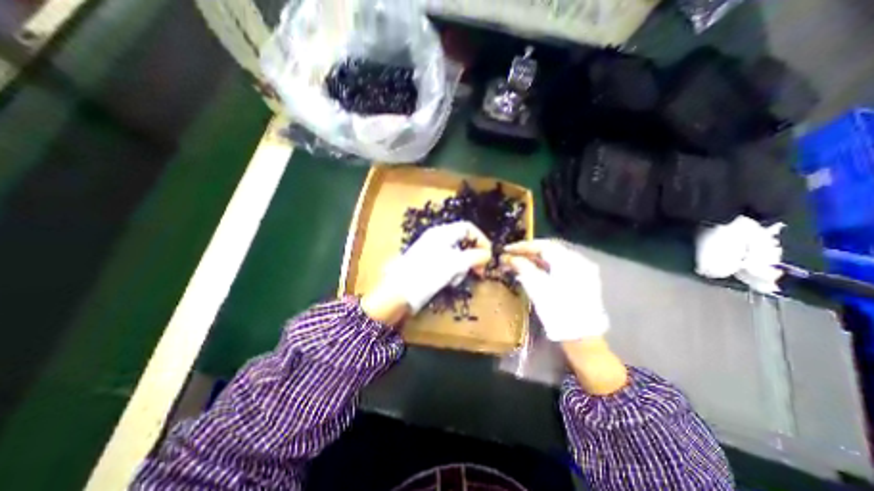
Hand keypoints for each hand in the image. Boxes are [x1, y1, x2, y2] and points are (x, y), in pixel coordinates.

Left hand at [363, 221, 490, 323]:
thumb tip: (488, 254)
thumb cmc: (427, 274)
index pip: (468, 228)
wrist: (398, 292)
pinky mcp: (428, 263)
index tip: (488, 257)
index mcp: (443, 232)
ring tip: (456, 280)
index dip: (481, 240)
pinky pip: (447, 264)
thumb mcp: (455, 264)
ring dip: (461, 267)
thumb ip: (474, 257)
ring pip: (457, 255)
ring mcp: (432, 250)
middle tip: (478, 272)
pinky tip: (448, 282)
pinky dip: (452, 272)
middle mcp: (438, 238)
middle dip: (472, 257)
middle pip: (463, 242)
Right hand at [502, 238, 609, 340]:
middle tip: (511, 255)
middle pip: (549, 250)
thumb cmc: (557, 310)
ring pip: (554, 259)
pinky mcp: (581, 281)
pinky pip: (559, 268)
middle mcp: (578, 261)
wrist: (581, 336)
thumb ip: (523, 267)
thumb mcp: (537, 287)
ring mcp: (582, 271)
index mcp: (568, 260)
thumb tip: (510, 257)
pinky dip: (544, 267)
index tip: (507, 250)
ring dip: (535, 259)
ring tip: (518, 263)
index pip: (542, 245)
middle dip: (528, 252)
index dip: (522, 246)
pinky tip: (532, 272)